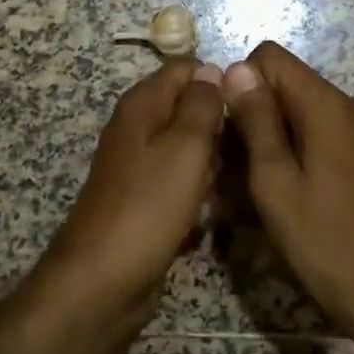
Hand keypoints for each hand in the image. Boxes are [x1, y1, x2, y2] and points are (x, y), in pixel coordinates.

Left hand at [29, 60, 226, 353]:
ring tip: (239, 183)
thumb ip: (202, 105)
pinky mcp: (146, 203)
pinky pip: (182, 185)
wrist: (101, 284)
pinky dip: (201, 194)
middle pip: (189, 110)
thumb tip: (213, 69)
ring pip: (190, 151)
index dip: (219, 80)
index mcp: (142, 107)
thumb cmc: (147, 207)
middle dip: (221, 126)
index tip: (252, 104)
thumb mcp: (185, 147)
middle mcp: (138, 131)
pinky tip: (218, 214)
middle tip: (250, 149)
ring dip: (216, 165)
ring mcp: (141, 169)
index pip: (185, 70)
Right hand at [221, 43, 353, 353]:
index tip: (232, 128)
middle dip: (254, 110)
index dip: (242, 83)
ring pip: (297, 106)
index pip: (272, 57)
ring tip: (252, 178)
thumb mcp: (273, 179)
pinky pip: (315, 127)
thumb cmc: (317, 236)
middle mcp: (347, 104)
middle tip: (234, 160)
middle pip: (285, 81)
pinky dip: (291, 144)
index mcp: (326, 104)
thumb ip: (256, 119)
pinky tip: (280, 182)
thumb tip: (236, 68)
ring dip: (270, 131)